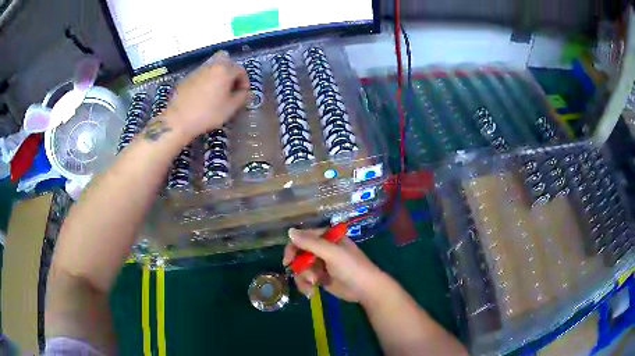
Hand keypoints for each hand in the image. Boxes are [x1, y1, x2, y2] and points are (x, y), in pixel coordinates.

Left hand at [164, 51, 248, 139]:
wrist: (178, 120)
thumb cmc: (208, 113)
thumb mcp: (230, 108)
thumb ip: (242, 97)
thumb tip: (244, 92)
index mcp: (225, 70)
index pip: (241, 70)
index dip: (245, 82)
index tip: (243, 94)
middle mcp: (212, 65)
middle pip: (226, 60)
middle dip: (232, 72)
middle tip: (231, 86)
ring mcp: (198, 70)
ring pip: (213, 66)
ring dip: (219, 75)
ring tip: (218, 92)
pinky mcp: (187, 77)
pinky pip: (202, 74)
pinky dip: (207, 80)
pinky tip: (204, 95)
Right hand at [282, 228, 386, 302]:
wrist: (365, 290)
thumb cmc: (352, 267)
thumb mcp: (332, 253)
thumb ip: (311, 243)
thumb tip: (289, 231)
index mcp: (327, 238)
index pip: (303, 237)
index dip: (293, 247)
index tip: (288, 260)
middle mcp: (322, 249)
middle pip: (299, 254)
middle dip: (299, 266)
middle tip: (299, 274)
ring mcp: (321, 264)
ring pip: (300, 268)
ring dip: (303, 277)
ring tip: (313, 284)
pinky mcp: (320, 278)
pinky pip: (305, 279)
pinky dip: (306, 285)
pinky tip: (311, 292)